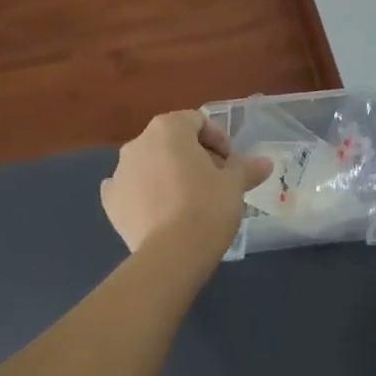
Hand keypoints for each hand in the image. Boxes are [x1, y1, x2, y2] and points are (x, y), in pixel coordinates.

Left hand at [100, 111, 272, 254]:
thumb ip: (247, 168)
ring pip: (150, 165)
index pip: (197, 122)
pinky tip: (158, 211)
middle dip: (194, 158)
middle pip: (172, 142)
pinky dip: (143, 194)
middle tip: (215, 183)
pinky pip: (129, 189)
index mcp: (168, 129)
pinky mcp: (110, 201)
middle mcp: (138, 143)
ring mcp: (120, 172)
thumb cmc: (207, 206)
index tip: (231, 164)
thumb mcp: (234, 185)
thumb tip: (265, 163)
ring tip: (189, 201)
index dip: (218, 140)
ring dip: (168, 175)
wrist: (172, 253)